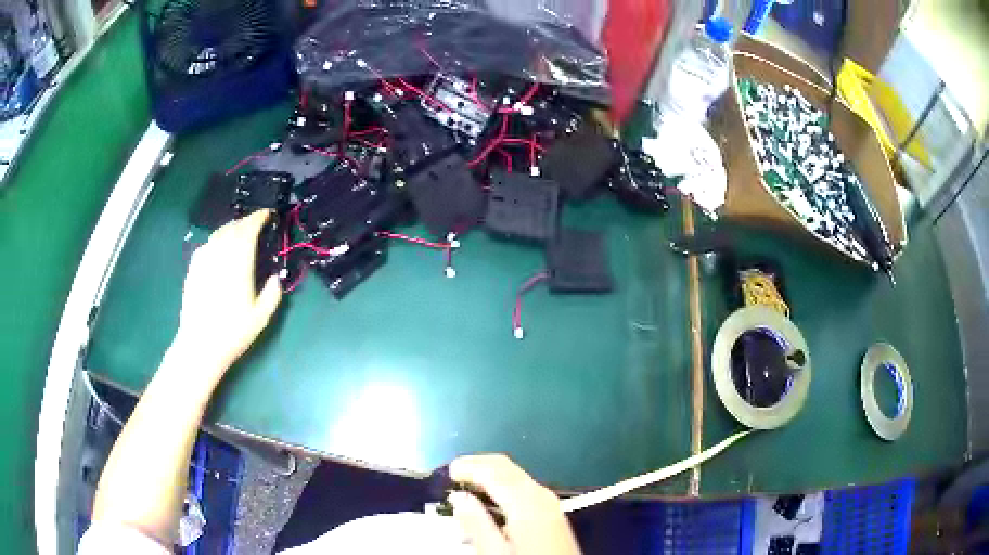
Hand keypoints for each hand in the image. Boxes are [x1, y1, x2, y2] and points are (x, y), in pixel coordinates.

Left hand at [171, 210, 282, 387]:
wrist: (199, 345)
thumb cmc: (232, 332)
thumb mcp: (261, 317)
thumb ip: (273, 294)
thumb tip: (276, 277)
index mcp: (238, 262)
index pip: (248, 229)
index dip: (258, 218)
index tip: (268, 214)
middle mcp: (220, 254)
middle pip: (233, 227)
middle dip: (246, 221)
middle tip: (257, 223)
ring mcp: (203, 259)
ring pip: (218, 233)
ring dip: (232, 228)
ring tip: (240, 233)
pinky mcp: (193, 268)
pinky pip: (207, 244)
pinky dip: (217, 240)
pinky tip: (220, 249)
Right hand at [449, 454, 580, 554]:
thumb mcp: (496, 552)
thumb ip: (476, 523)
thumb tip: (458, 497)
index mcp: (527, 502)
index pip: (494, 469)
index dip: (469, 465)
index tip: (446, 472)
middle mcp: (541, 494)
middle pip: (506, 467)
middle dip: (478, 466)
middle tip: (452, 476)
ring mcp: (549, 502)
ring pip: (514, 476)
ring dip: (489, 476)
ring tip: (465, 489)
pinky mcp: (551, 511)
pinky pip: (522, 488)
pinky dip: (501, 487)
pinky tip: (489, 502)